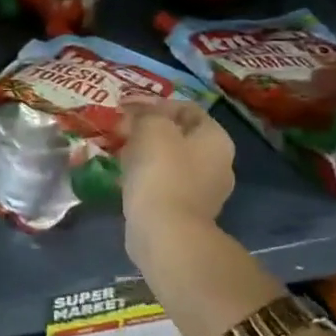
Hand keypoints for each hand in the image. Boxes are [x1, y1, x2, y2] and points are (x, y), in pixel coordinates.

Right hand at [119, 98, 236, 281]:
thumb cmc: (162, 171)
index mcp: (216, 139)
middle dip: (148, 129)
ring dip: (144, 153)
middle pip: (179, 135)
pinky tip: (124, 178)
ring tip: (117, 152)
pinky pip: (163, 184)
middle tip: (120, 131)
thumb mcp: (151, 127)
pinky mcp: (186, 212)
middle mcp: (218, 163)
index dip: (155, 103)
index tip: (126, 109)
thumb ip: (146, 112)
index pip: (187, 109)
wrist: (165, 232)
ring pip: (169, 160)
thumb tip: (138, 113)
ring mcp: (204, 191)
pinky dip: (145, 177)